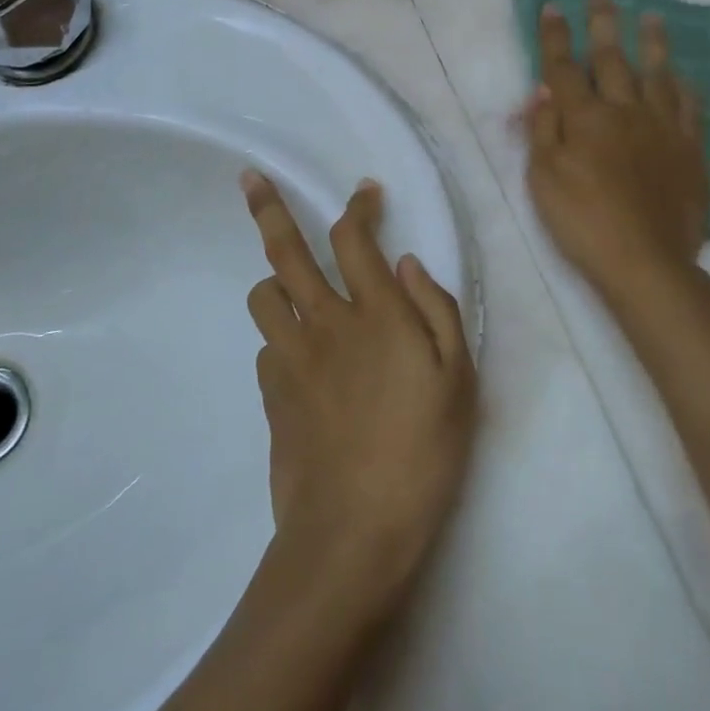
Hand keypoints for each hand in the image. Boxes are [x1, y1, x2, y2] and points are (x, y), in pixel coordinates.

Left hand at [242, 172, 475, 599]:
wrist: (353, 531)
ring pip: (264, 295)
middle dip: (268, 208)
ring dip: (275, 280)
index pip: (354, 237)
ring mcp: (291, 357)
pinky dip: (282, 339)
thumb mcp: (458, 378)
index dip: (358, 206)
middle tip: (251, 179)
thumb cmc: (422, 450)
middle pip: (286, 250)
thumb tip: (405, 263)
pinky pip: (267, 347)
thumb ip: (436, 309)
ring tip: (292, 288)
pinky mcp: (271, 394)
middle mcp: (325, 321)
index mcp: (375, 312)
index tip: (365, 192)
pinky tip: (303, 360)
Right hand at [523, 0, 709, 296]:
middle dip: (603, 23)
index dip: (555, 36)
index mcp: (585, 119)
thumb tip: (543, 89)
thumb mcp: (543, 180)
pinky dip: (684, 87)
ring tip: (651, 16)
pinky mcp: (690, 150)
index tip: (552, 6)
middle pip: (611, 59)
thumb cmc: (583, 222)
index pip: (563, 68)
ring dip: (651, 43)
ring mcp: (662, 129)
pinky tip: (682, 75)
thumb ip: (542, 130)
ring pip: (656, 74)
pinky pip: (689, 108)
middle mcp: (624, 112)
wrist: (646, 261)